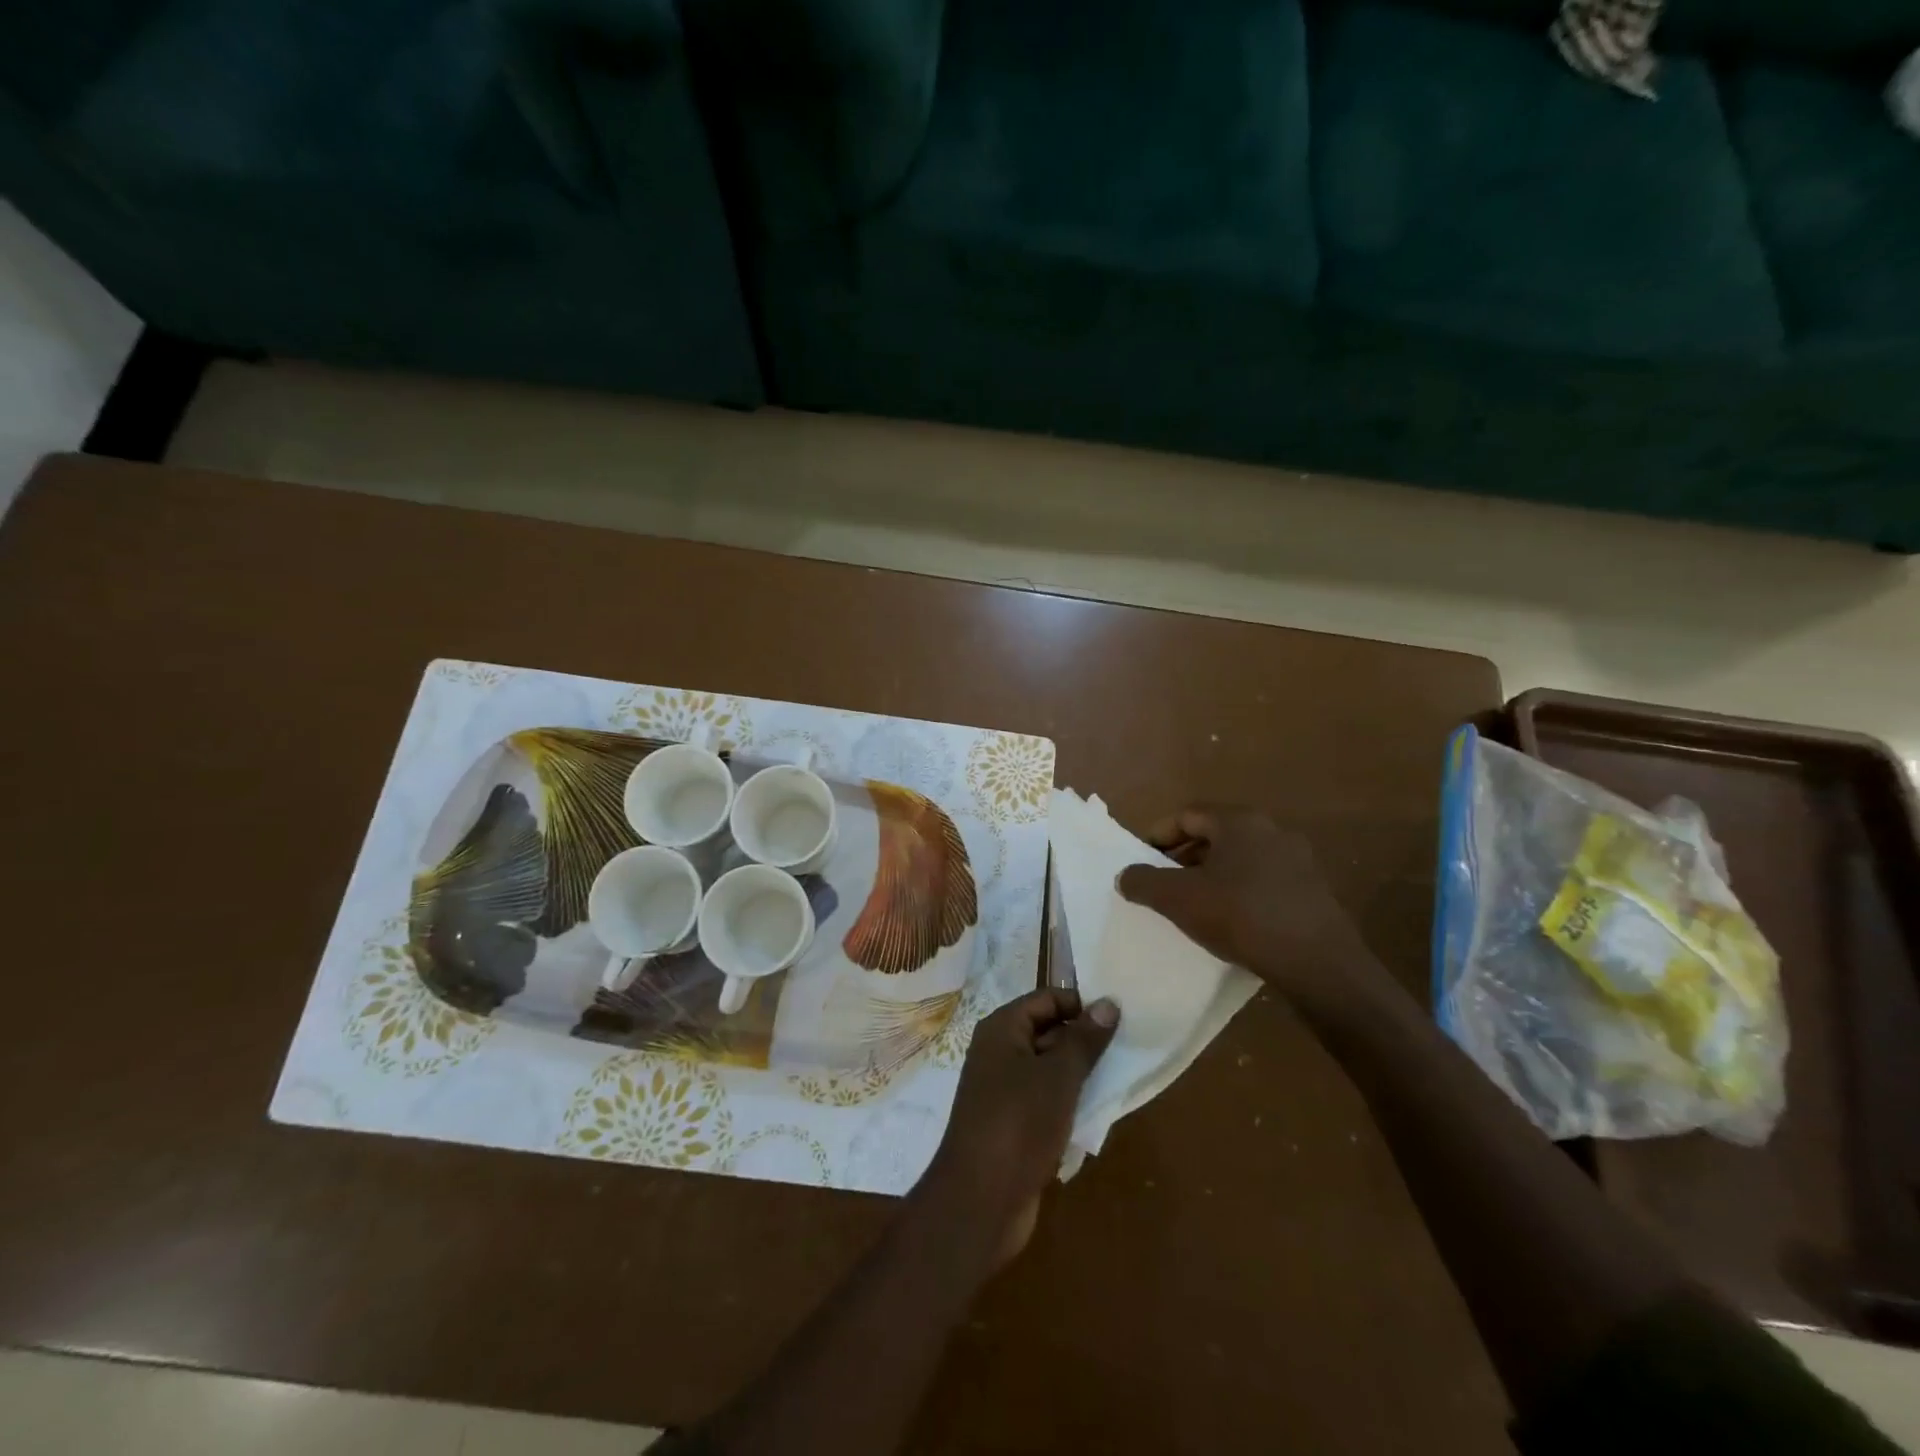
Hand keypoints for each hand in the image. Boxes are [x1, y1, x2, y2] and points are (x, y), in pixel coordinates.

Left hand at [919, 988, 1118, 1268]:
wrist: (980, 1199)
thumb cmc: (1019, 1123)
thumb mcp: (1059, 1076)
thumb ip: (1084, 1039)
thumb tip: (1108, 1002)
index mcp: (1002, 1029)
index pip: (1046, 998)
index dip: (1080, 1004)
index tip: (1119, 1018)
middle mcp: (998, 1052)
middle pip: (1047, 1031)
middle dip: (1084, 1040)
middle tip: (1126, 1048)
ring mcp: (1003, 1089)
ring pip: (1048, 1068)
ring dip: (1080, 1074)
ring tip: (1119, 1077)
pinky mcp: (1012, 1123)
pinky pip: (1045, 1100)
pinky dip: (1069, 1102)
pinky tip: (1097, 1112)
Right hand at [1116, 805, 1390, 1017]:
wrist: (1318, 963)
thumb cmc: (1241, 917)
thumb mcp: (1179, 900)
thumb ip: (1144, 882)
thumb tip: (1125, 875)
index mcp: (1238, 821)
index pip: (1187, 815)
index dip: (1157, 835)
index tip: (1141, 861)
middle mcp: (1271, 829)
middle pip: (1215, 834)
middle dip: (1183, 857)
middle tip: (1163, 883)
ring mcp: (1297, 859)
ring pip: (1240, 858)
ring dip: (1212, 875)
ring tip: (1194, 905)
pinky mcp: (1313, 889)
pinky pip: (1263, 880)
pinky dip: (1240, 891)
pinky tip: (1231, 921)